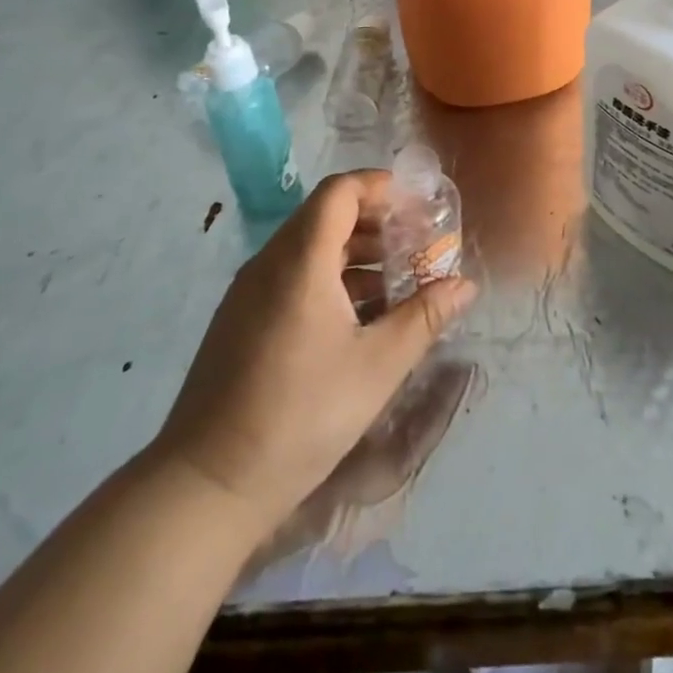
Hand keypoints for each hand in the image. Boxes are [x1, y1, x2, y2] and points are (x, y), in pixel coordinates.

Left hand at [149, 170, 477, 531]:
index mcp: (301, 260)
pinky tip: (360, 316)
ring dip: (356, 253)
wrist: (208, 485)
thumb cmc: (301, 416)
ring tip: (398, 282)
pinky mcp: (241, 319)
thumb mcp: (377, 366)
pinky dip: (331, 278)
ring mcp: (250, 291)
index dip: (380, 187)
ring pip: (310, 248)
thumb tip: (464, 286)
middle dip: (377, 222)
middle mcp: (270, 262)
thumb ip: (423, 317)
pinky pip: (292, 276)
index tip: (418, 205)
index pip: (339, 191)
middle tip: (418, 245)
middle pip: (326, 216)